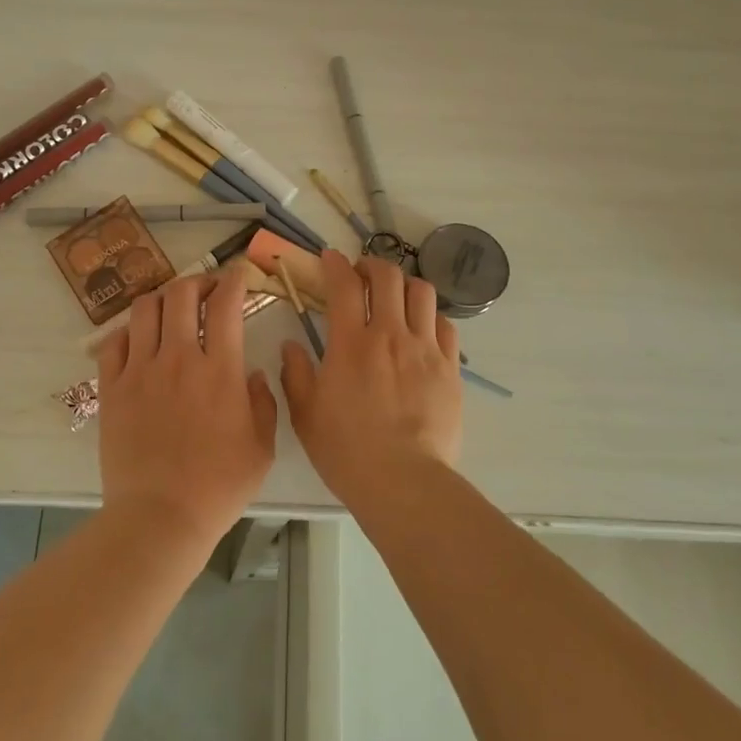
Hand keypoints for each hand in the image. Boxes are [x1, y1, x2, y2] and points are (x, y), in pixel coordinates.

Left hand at [95, 263, 278, 549]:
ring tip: (172, 307)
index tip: (239, 275)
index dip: (234, 280)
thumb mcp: (261, 447)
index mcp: (219, 370)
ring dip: (162, 298)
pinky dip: (129, 330)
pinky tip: (139, 338)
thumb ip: (263, 403)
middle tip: (207, 289)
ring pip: (144, 309)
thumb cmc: (218, 486)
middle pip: (181, 294)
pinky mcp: (112, 388)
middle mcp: (177, 358)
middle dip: (198, 281)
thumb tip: (252, 374)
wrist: (160, 516)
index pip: (225, 304)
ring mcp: (139, 370)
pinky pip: (114, 341)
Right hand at [279, 250, 462, 503]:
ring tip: (395, 296)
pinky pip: (445, 325)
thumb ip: (295, 373)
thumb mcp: (305, 414)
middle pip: (388, 276)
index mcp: (350, 343)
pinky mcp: (450, 368)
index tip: (329, 259)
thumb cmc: (346, 450)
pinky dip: (431, 317)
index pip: (344, 284)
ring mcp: (425, 349)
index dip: (335, 264)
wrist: (403, 481)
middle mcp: (390, 335)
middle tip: (362, 275)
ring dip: (405, 285)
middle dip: (372, 265)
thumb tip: (291, 346)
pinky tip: (421, 329)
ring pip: (422, 292)